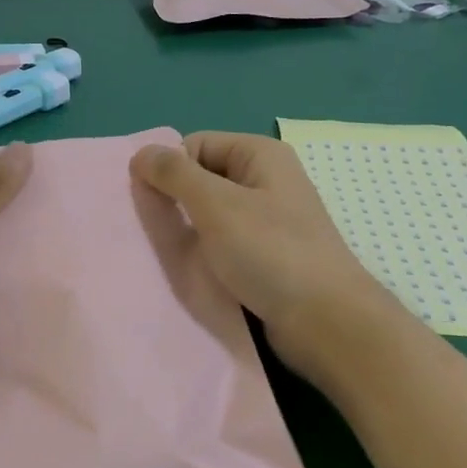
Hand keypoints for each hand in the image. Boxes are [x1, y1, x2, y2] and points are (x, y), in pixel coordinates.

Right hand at [130, 131, 389, 378]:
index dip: (170, 170)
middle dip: (176, 201)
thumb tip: (140, 154)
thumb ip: (174, 175)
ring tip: (173, 254)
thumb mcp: (216, 205)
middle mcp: (267, 181)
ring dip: (188, 232)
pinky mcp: (268, 256)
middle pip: (202, 178)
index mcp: (260, 155)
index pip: (195, 145)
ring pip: (211, 215)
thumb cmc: (270, 253)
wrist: (326, 322)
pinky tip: (195, 272)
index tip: (154, 205)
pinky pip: (224, 243)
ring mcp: (269, 221)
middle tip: (157, 231)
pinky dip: (206, 254)